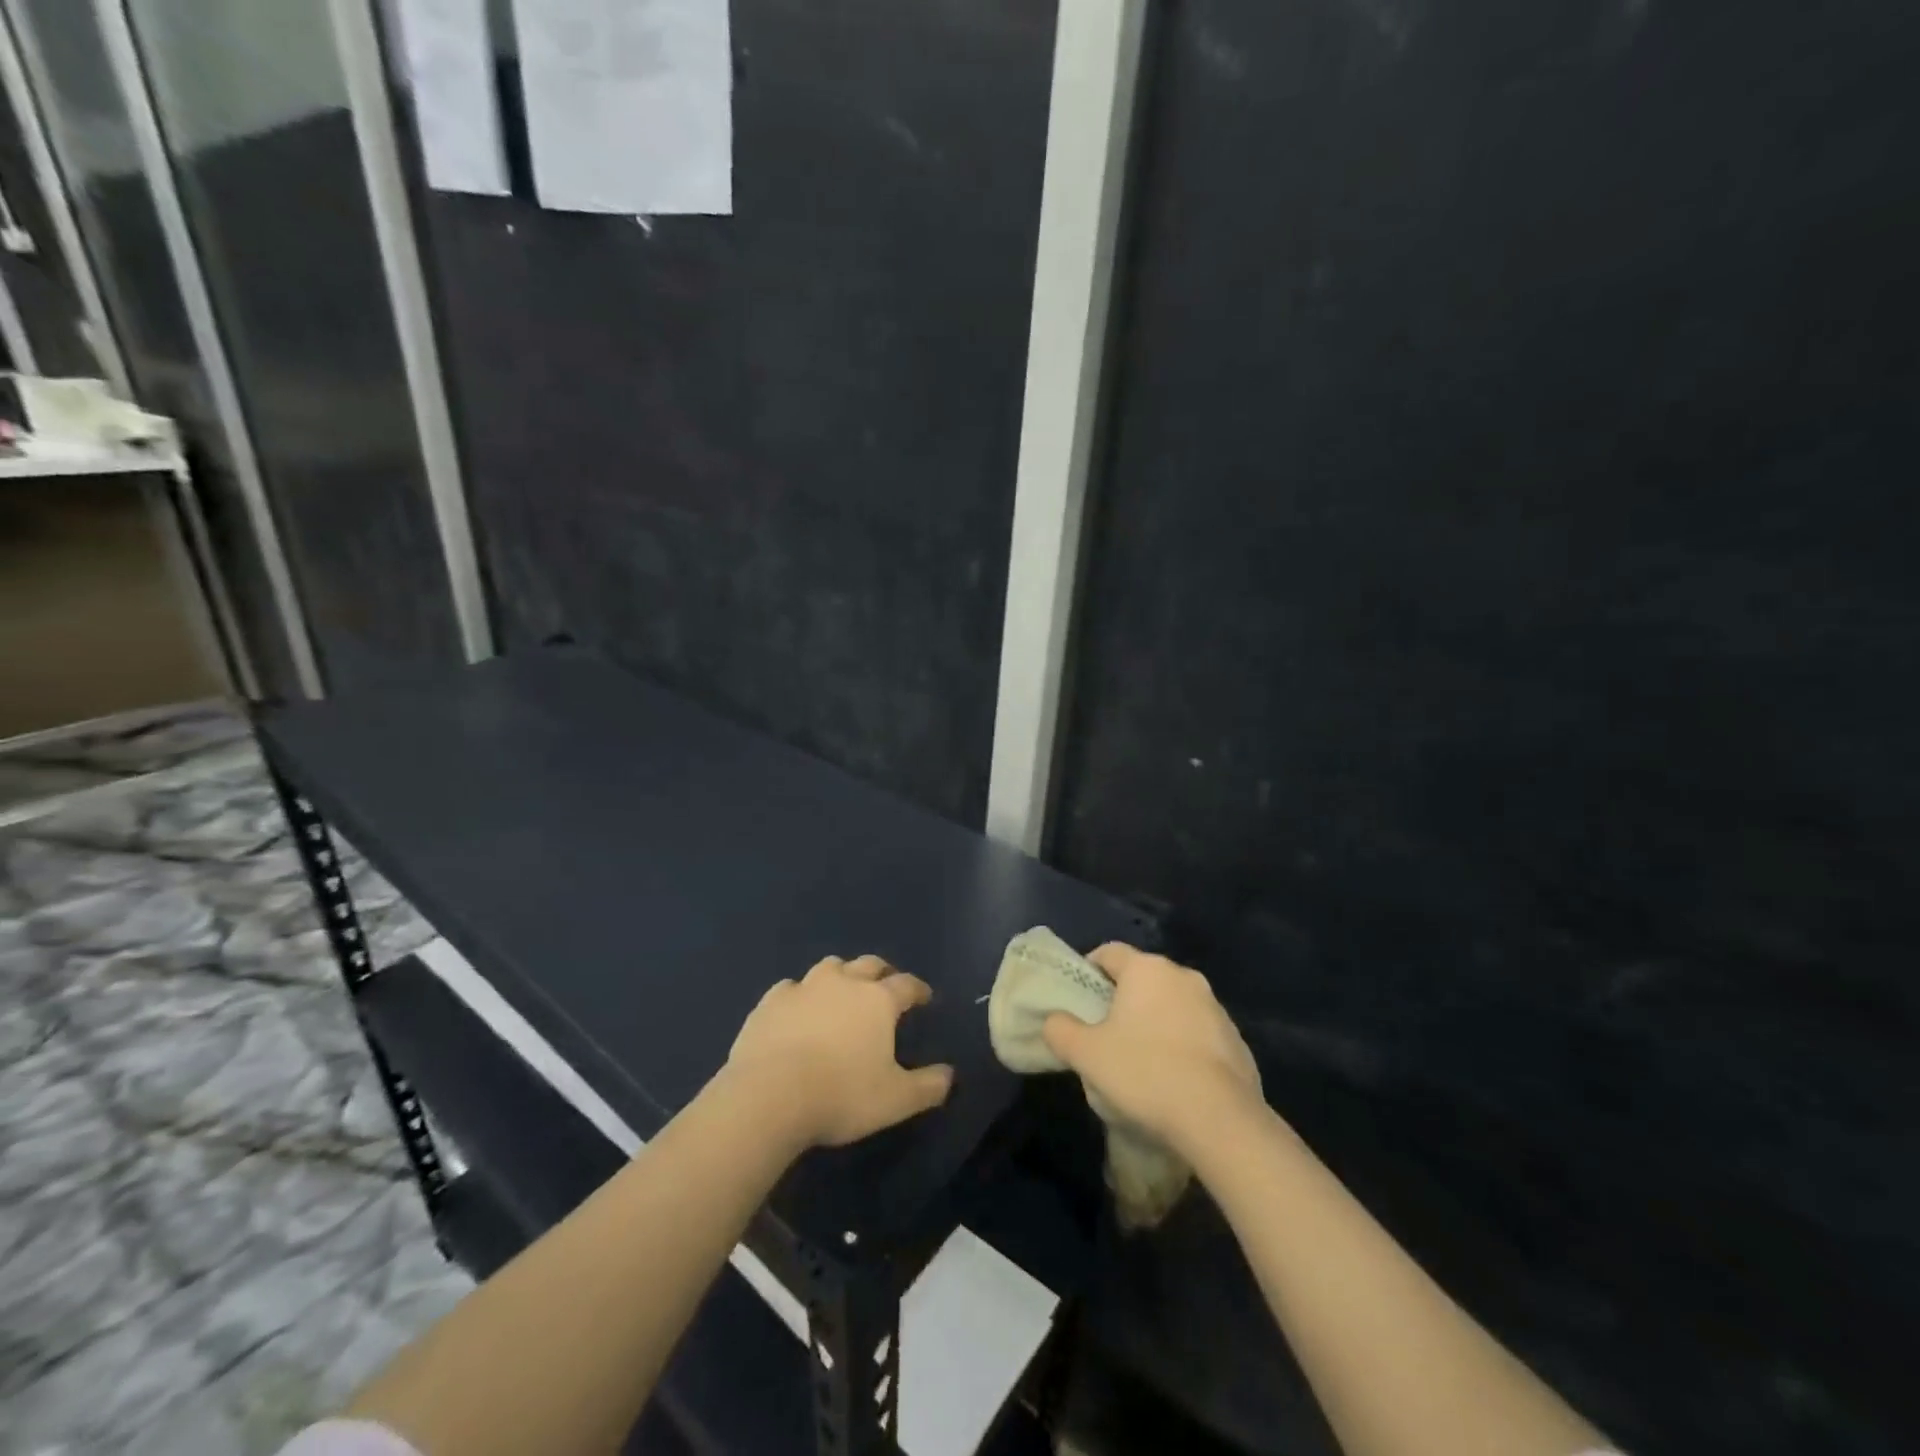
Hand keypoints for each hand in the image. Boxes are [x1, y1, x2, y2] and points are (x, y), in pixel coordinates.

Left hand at [726, 955, 954, 1147]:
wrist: (769, 1096)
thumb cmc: (841, 1095)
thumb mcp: (896, 1100)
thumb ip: (928, 1087)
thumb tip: (950, 1076)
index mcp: (878, 1000)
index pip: (906, 985)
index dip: (918, 989)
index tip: (924, 997)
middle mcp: (844, 983)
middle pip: (869, 965)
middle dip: (881, 973)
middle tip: (885, 986)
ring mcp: (804, 988)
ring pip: (829, 967)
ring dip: (841, 975)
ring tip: (841, 992)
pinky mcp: (770, 1002)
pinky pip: (790, 988)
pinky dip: (799, 995)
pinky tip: (797, 1010)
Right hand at [1042, 944, 1263, 1155]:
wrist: (1220, 1120)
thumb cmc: (1145, 1073)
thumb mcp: (1086, 1054)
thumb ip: (1060, 1030)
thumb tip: (1054, 1021)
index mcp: (1146, 969)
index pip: (1109, 952)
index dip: (1089, 970)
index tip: (1078, 999)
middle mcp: (1183, 977)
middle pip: (1142, 979)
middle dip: (1123, 1000)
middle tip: (1104, 1034)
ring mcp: (1215, 1008)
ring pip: (1172, 1006)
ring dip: (1155, 1023)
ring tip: (1141, 1062)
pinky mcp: (1236, 1040)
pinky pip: (1198, 1034)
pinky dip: (1183, 1047)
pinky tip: (1174, 1081)